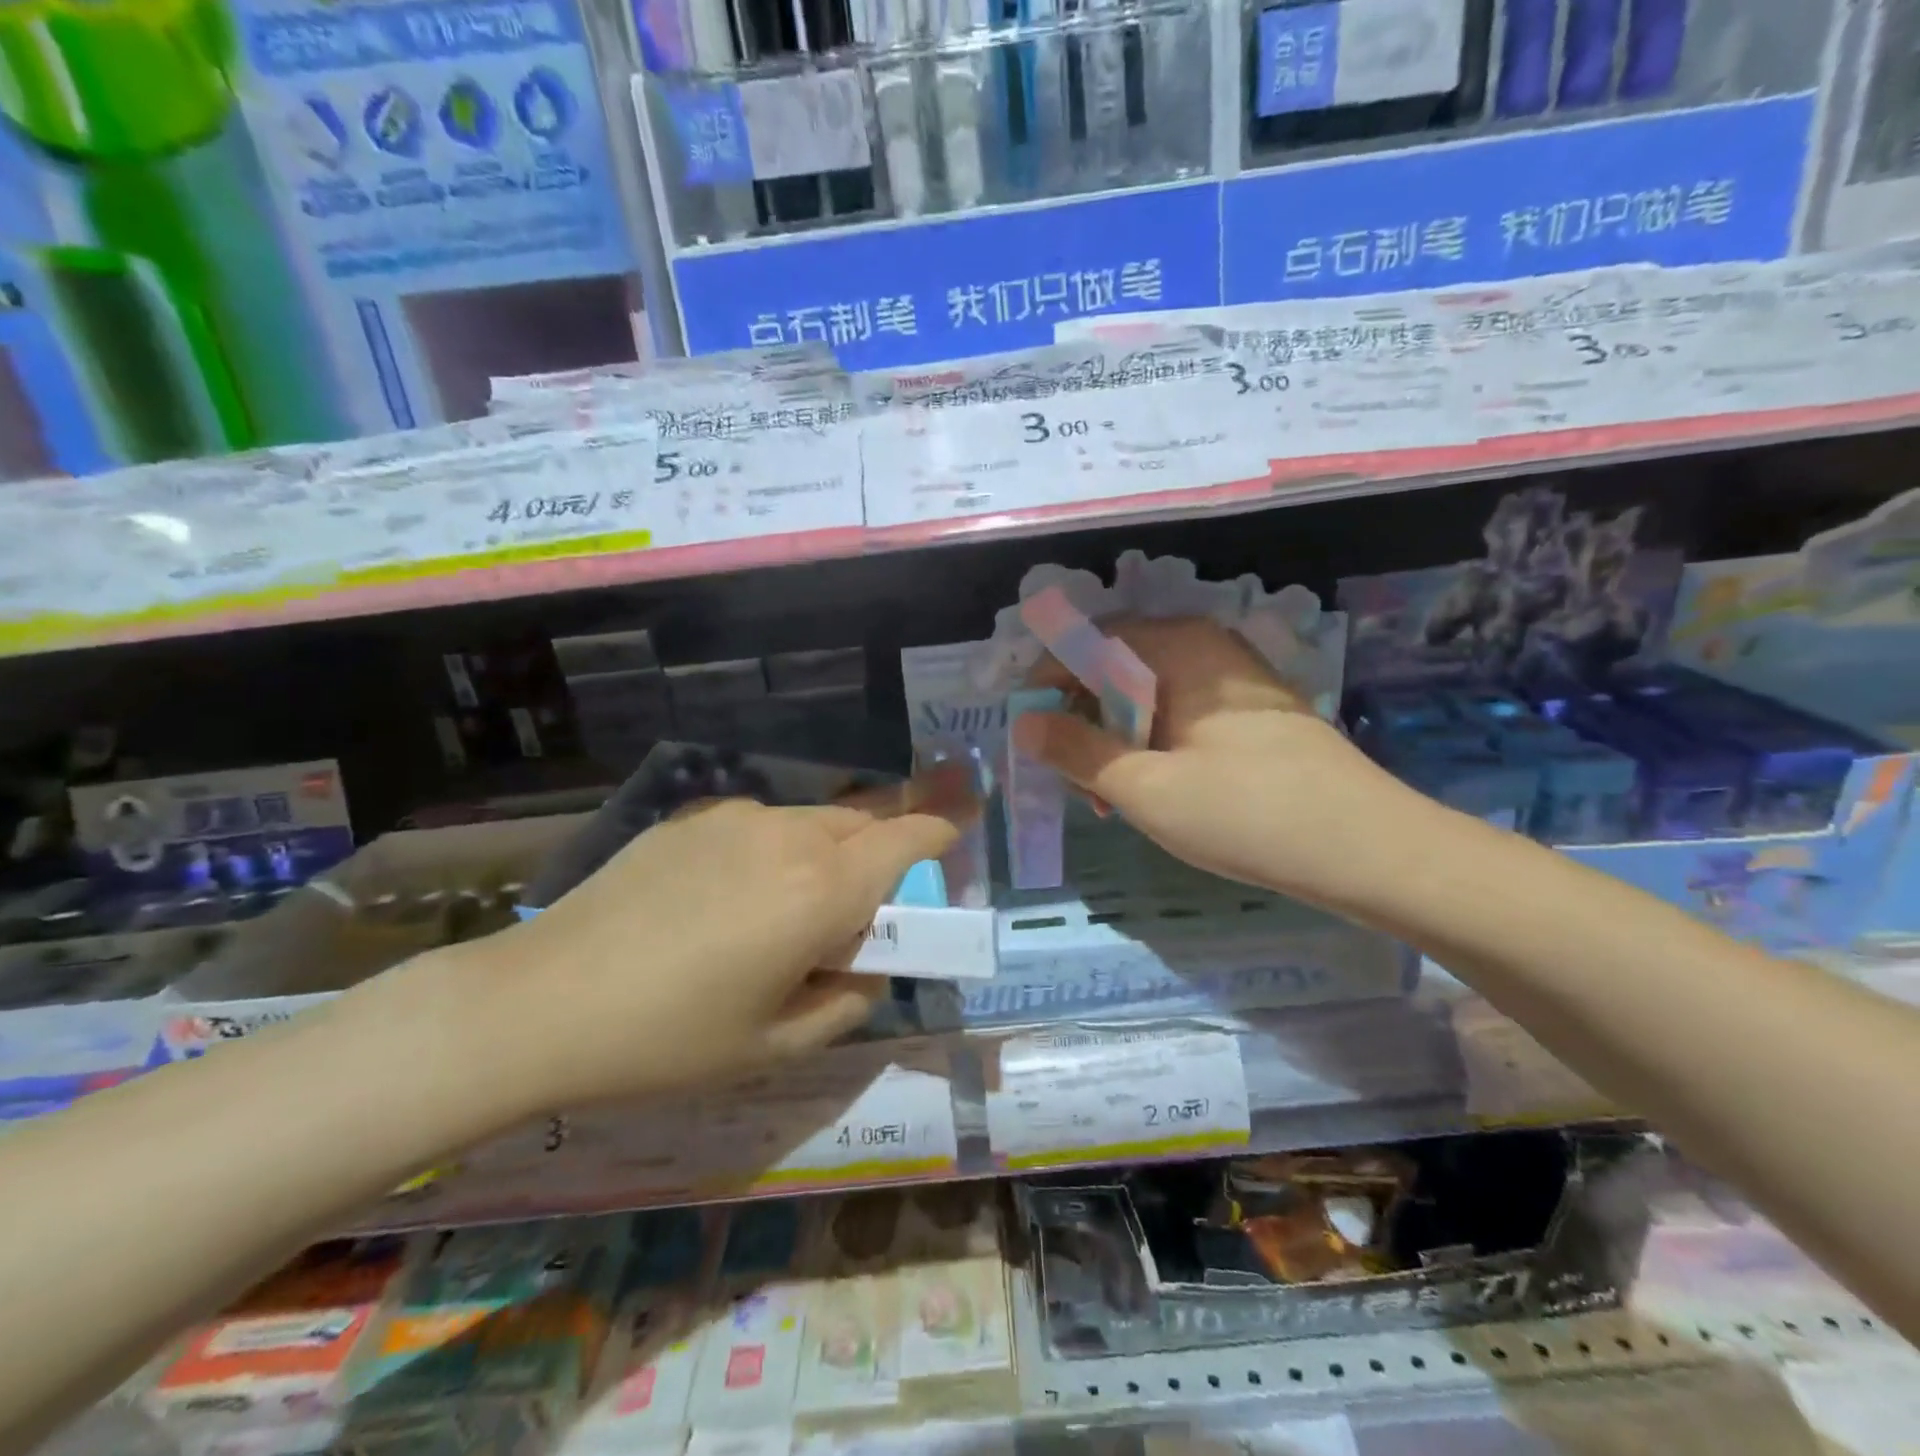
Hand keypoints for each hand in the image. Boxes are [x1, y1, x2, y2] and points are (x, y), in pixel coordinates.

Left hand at [431, 775, 967, 1111]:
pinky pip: (760, 825)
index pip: (907, 835)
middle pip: (864, 820)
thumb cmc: (669, 1038)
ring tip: (789, 911)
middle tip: (866, 905)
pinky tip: (729, 900)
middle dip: (882, 851)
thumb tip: (867, 968)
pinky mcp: (691, 818)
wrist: (538, 1003)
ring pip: (812, 820)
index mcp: (821, 888)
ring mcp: (735, 817)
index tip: (958, 834)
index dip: (941, 829)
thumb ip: (847, 1002)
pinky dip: (776, 851)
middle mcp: (788, 833)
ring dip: (827, 853)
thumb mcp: (776, 1044)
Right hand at [1014, 618, 1409, 903]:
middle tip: (1070, 780)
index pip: (1087, 640)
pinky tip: (1154, 793)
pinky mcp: (1251, 713)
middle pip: (1115, 668)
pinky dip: (1151, 747)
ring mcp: (1233, 679)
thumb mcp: (1144, 787)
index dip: (1047, 683)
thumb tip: (1023, 724)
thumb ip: (1076, 751)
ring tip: (1109, 800)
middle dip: (1080, 720)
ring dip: (1114, 741)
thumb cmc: (1246, 812)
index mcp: (1177, 646)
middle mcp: (1205, 647)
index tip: (1028, 733)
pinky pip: (1180, 715)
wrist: (1371, 850)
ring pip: (1146, 697)